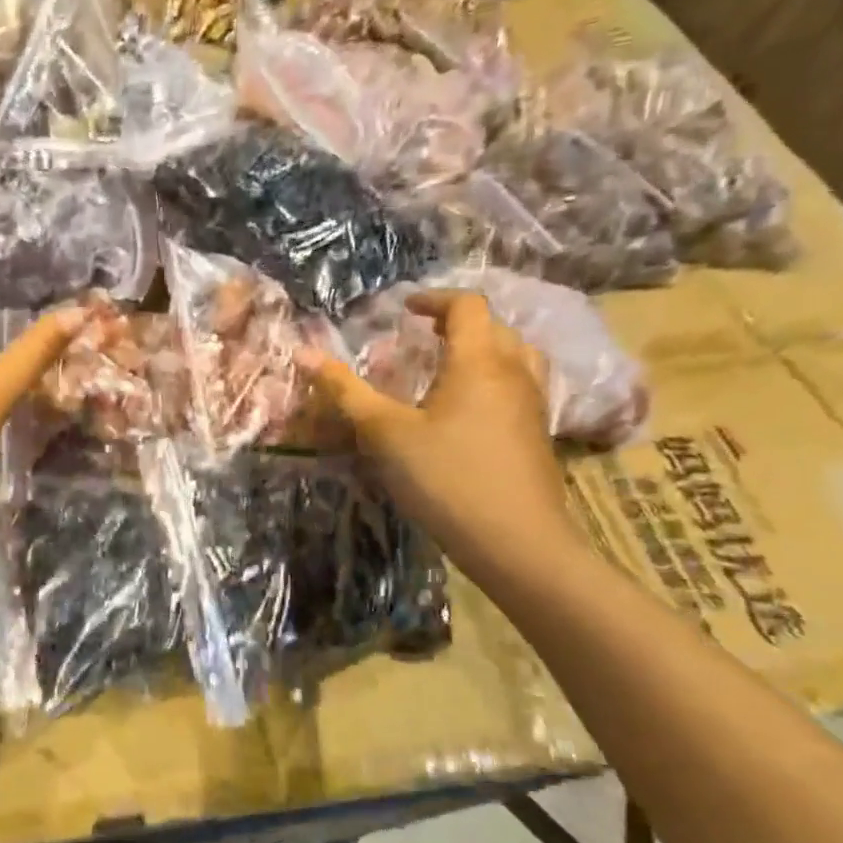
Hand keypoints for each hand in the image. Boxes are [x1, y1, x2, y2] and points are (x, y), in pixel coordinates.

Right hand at [299, 289, 576, 572]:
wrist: (517, 542)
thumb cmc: (446, 478)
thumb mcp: (384, 433)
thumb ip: (345, 391)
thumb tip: (303, 352)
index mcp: (478, 362)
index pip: (467, 307)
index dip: (434, 299)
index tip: (404, 308)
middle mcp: (514, 373)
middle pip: (494, 327)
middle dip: (457, 323)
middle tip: (421, 335)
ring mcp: (533, 405)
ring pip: (515, 356)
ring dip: (483, 349)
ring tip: (448, 366)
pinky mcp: (538, 435)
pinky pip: (520, 386)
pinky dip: (495, 378)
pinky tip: (469, 409)